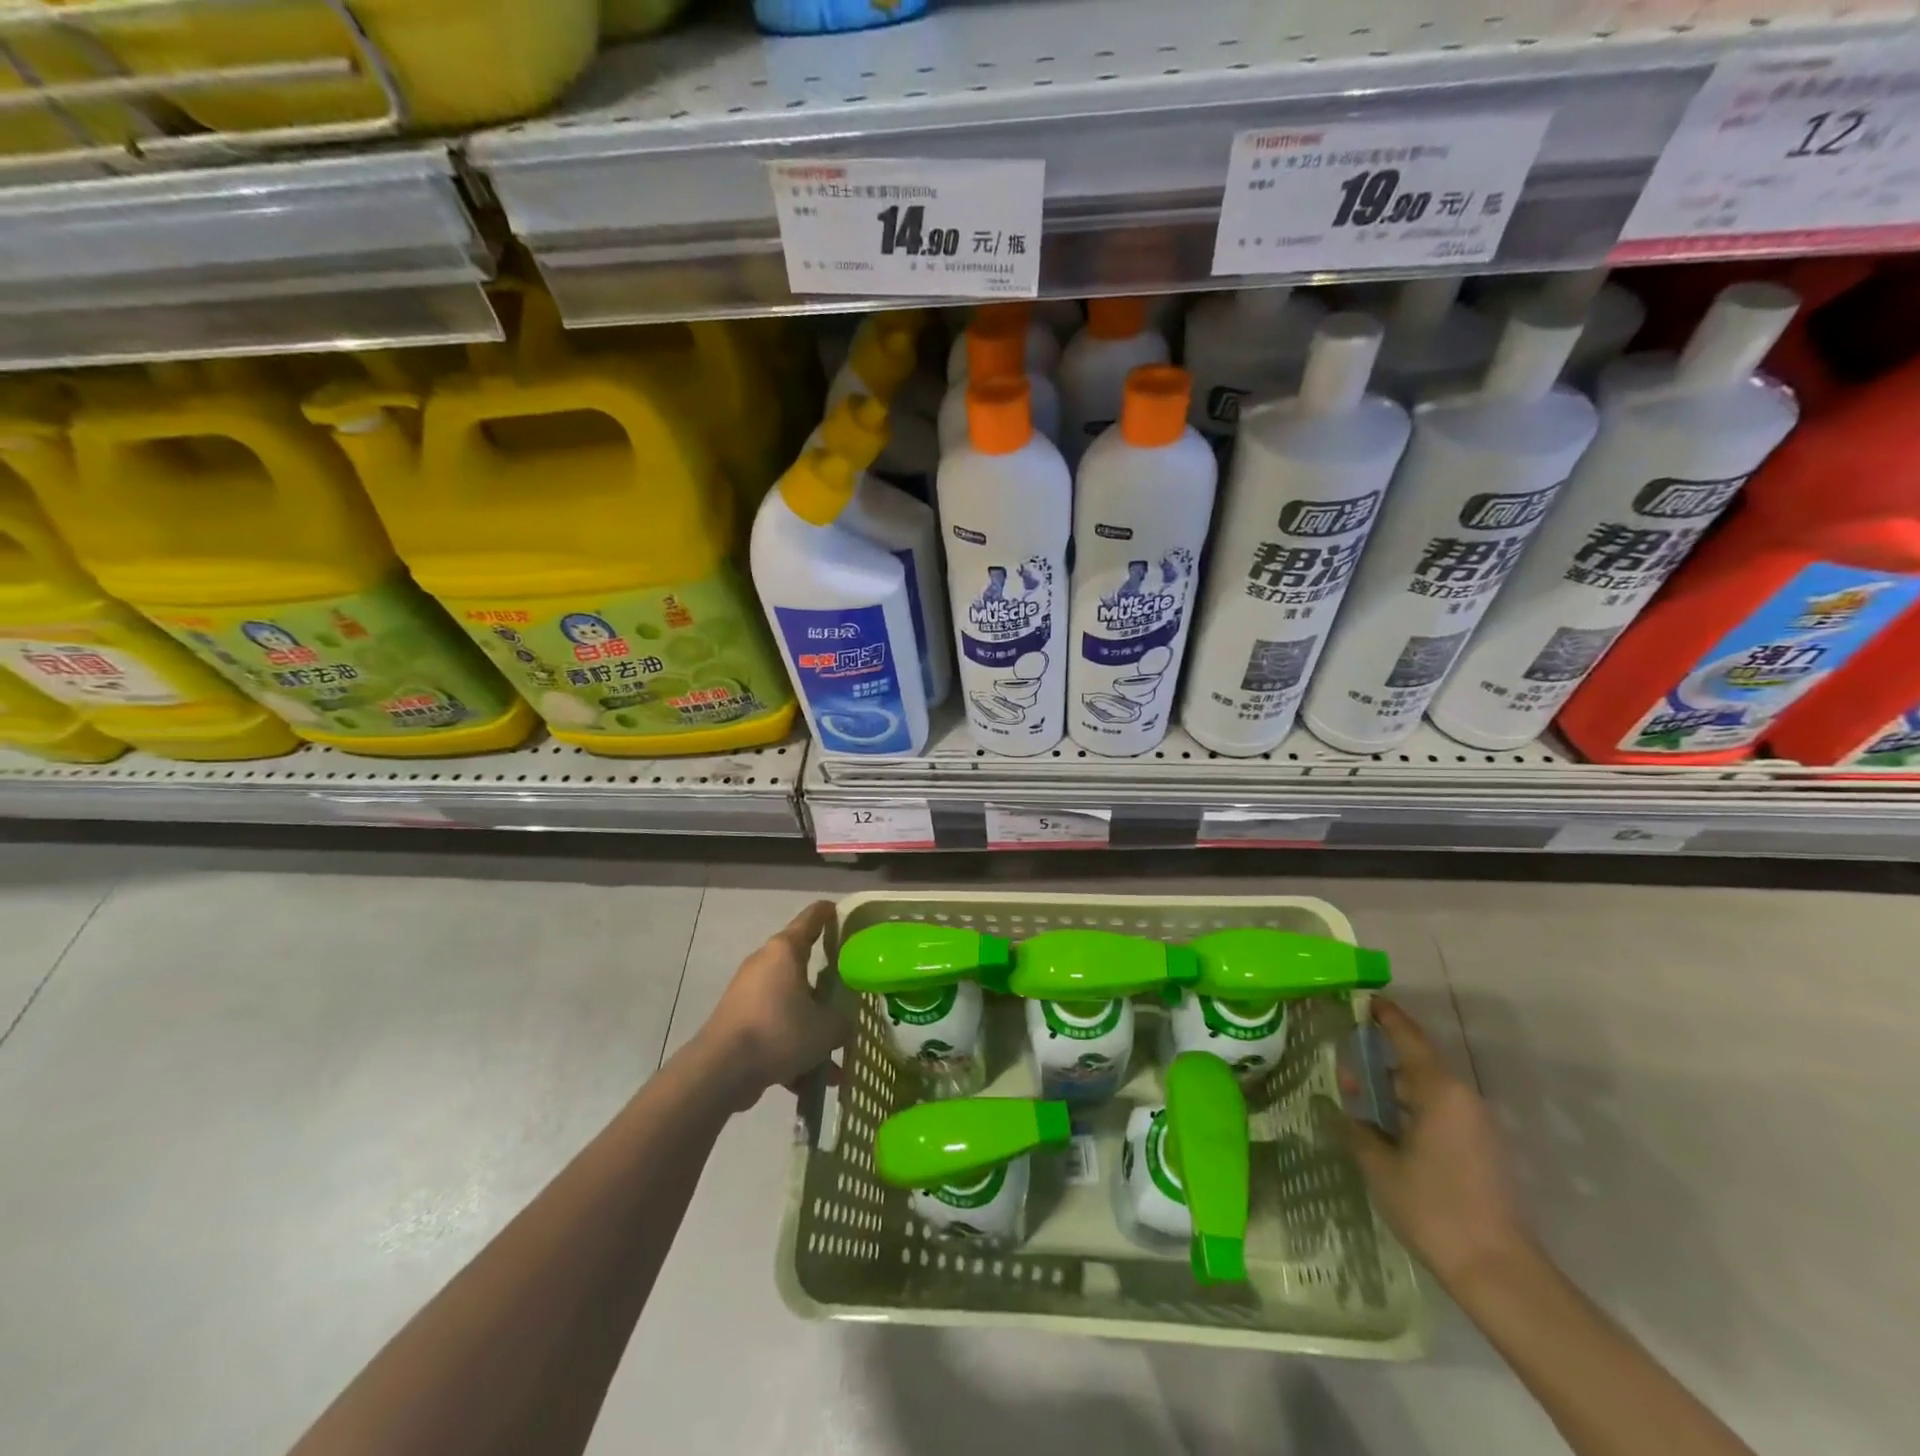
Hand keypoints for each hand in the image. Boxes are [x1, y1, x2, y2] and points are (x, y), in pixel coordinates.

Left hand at [692, 900, 849, 1111]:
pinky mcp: (738, 1022)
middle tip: (849, 994)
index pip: (811, 919)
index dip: (828, 913)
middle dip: (826, 986)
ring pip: (790, 1004)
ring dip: (811, 1028)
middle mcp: (764, 964)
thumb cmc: (779, 1032)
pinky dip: (791, 1049)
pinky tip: (809, 1082)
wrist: (721, 1070)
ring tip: (835, 1062)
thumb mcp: (826, 1028)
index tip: (841, 912)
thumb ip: (842, 1022)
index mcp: (785, 951)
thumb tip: (843, 1024)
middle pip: (801, 965)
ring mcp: (748, 994)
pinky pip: (775, 1029)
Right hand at [1341, 998, 1530, 1291]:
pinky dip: (1411, 1107)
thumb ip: (1357, 1126)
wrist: (1498, 1272)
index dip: (1386, 1016)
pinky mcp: (1481, 1149)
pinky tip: (1386, 1125)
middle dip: (1381, 1056)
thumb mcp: (1379, 1165)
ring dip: (1395, 1085)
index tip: (1363, 999)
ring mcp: (1476, 1125)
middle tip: (1345, 1055)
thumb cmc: (1433, 1208)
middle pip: (1417, 1062)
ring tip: (1359, 1092)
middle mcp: (1462, 1099)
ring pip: (1427, 1088)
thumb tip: (1343, 1105)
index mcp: (1439, 1092)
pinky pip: (1439, 1111)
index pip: (1409, 1038)